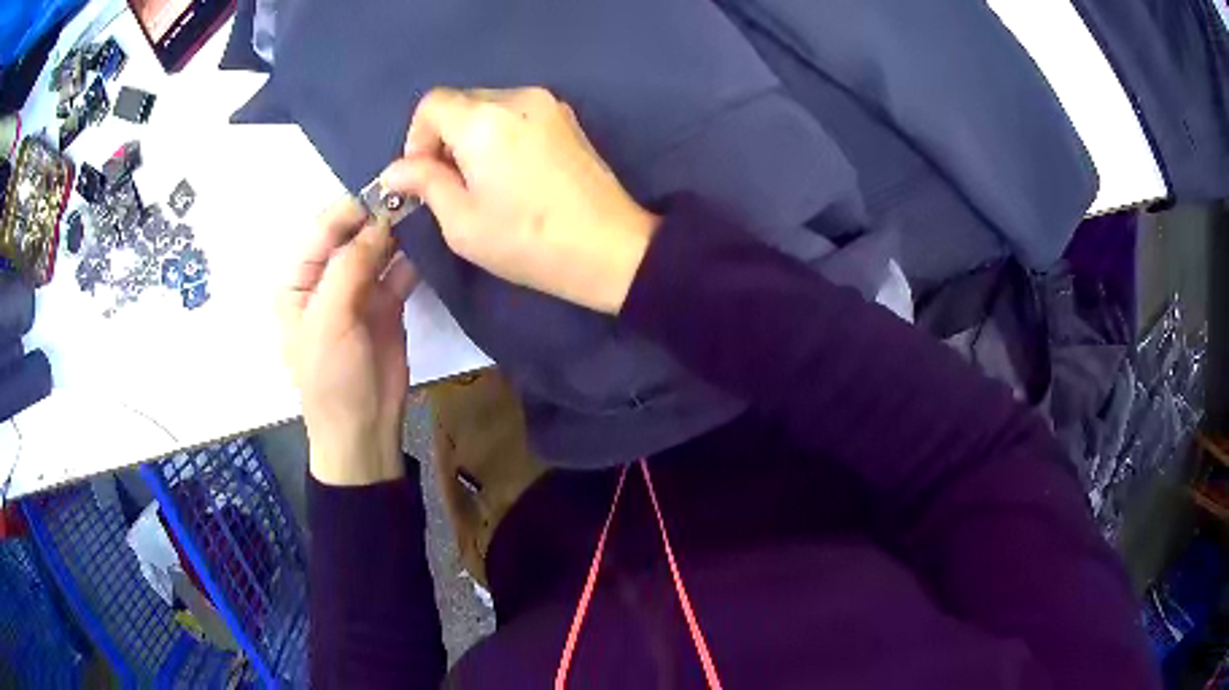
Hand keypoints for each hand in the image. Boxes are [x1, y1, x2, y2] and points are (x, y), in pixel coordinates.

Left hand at [276, 198, 418, 485]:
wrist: (363, 429)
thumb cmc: (331, 377)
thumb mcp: (329, 320)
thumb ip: (350, 266)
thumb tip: (381, 219)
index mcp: (297, 281)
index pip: (322, 231)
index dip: (350, 208)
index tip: (386, 189)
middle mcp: (325, 279)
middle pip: (352, 235)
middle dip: (378, 215)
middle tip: (414, 193)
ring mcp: (357, 290)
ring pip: (378, 248)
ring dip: (398, 231)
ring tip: (427, 208)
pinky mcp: (386, 303)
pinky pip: (399, 270)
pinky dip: (413, 256)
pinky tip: (431, 239)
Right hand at [382, 87, 658, 314]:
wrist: (610, 249)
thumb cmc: (527, 240)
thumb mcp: (461, 221)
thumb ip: (424, 184)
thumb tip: (394, 170)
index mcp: (483, 119)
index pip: (431, 104)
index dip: (417, 138)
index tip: (423, 175)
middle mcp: (516, 98)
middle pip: (461, 102)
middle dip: (444, 138)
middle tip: (451, 184)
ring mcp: (548, 104)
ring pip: (489, 107)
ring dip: (472, 137)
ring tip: (483, 182)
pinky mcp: (567, 118)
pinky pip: (517, 114)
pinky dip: (501, 135)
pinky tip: (511, 173)